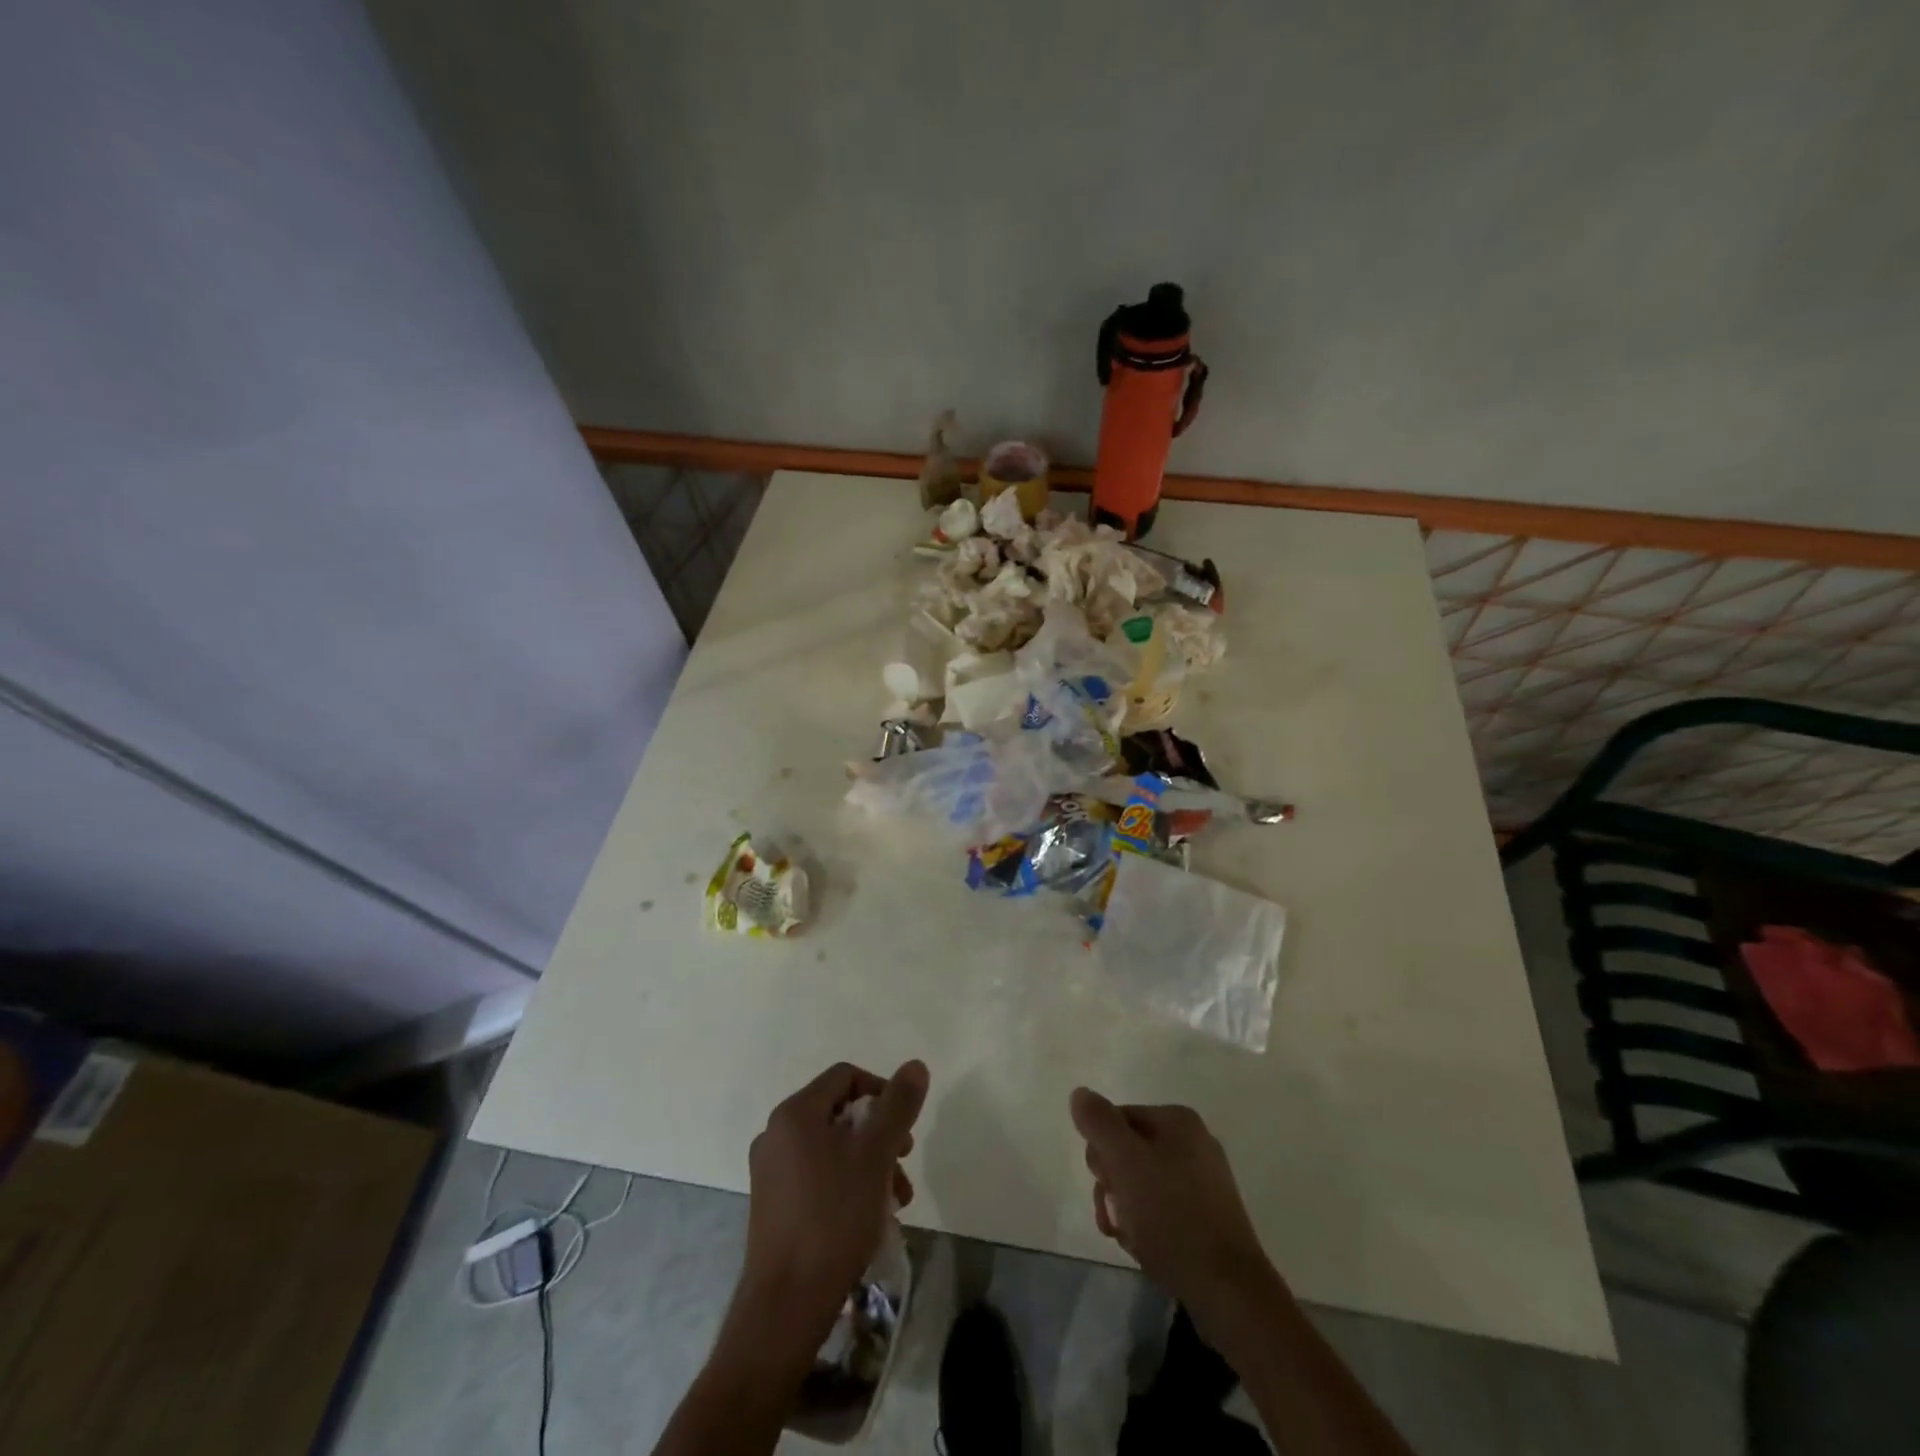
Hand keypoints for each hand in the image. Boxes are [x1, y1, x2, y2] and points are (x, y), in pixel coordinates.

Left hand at [734, 1060, 928, 1347]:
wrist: (787, 1305)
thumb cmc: (834, 1218)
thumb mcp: (876, 1154)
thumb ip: (898, 1105)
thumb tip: (915, 1065)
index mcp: (795, 1113)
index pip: (845, 1076)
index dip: (881, 1091)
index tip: (904, 1125)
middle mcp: (775, 1134)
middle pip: (839, 1113)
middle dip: (879, 1134)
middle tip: (904, 1161)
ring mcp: (770, 1172)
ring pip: (831, 1148)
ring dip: (869, 1163)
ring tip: (896, 1199)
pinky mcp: (773, 1205)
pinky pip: (817, 1175)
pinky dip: (847, 1183)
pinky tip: (871, 1216)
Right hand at [1070, 1088, 1276, 1334]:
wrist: (1228, 1290)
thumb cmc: (1171, 1216)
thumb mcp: (1125, 1161)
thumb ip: (1098, 1122)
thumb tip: (1080, 1094)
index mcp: (1178, 1120)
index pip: (1117, 1120)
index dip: (1101, 1153)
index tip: (1103, 1185)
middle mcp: (1194, 1143)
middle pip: (1128, 1152)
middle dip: (1112, 1185)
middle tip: (1113, 1215)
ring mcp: (1204, 1182)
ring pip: (1142, 1185)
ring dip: (1125, 1210)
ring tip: (1128, 1238)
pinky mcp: (1208, 1218)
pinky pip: (1163, 1210)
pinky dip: (1147, 1226)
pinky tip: (1146, 1249)